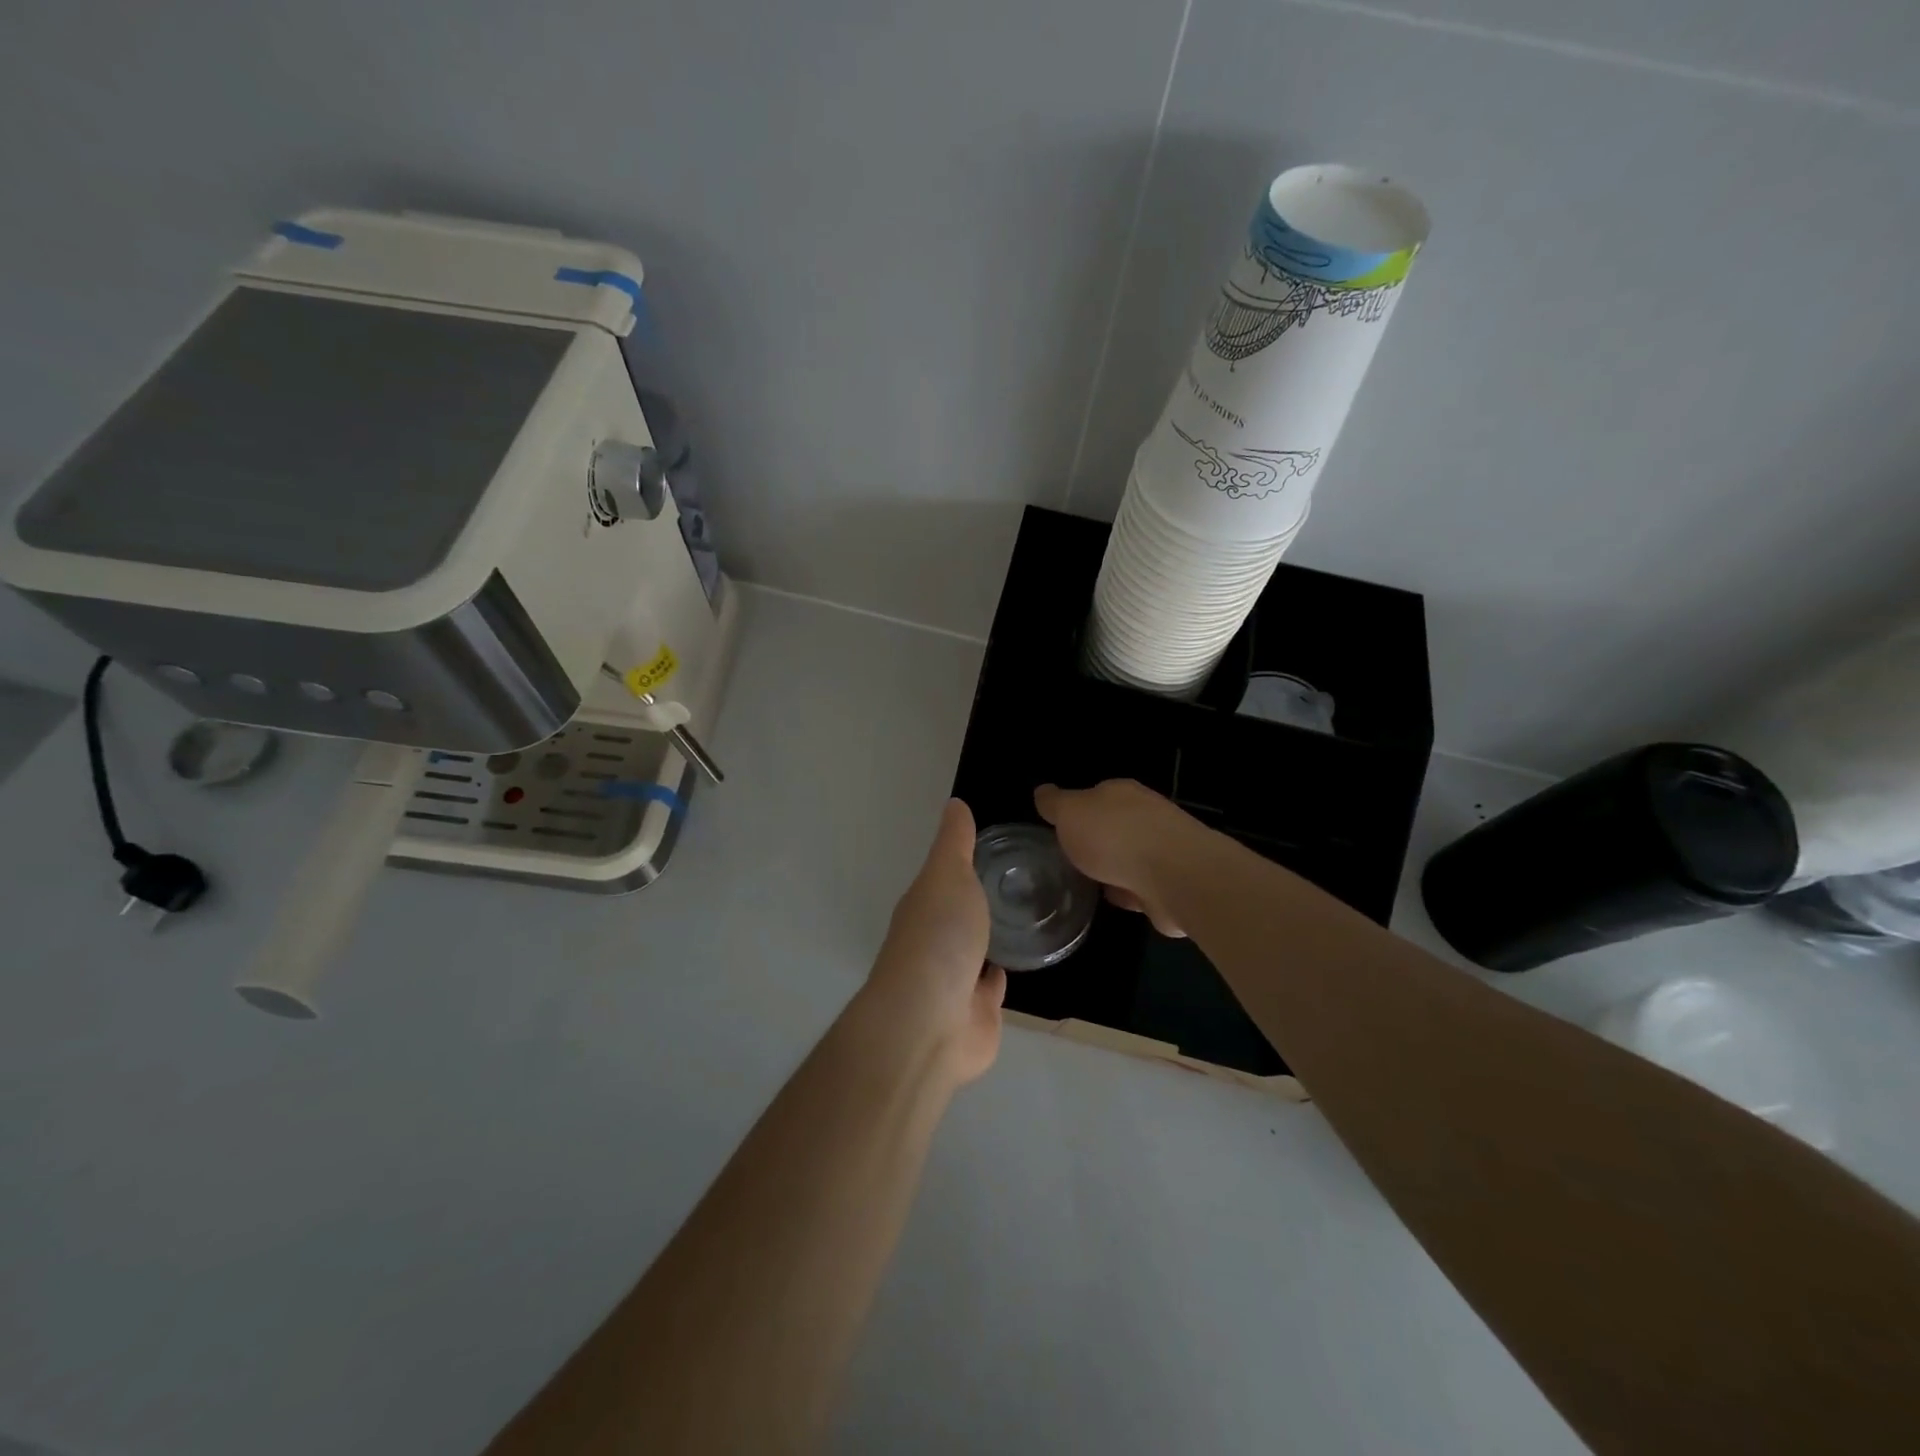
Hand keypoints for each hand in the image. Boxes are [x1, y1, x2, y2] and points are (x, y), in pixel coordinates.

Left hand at [858, 799, 1003, 1084]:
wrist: (931, 1023)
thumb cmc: (939, 938)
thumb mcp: (948, 875)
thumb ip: (955, 843)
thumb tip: (954, 803)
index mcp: (924, 906)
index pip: (944, 878)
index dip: (963, 863)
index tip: (994, 847)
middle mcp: (935, 941)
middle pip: (958, 915)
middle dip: (978, 902)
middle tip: (1020, 881)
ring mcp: (954, 980)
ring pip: (975, 951)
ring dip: (991, 938)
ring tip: (1026, 917)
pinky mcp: (976, 1013)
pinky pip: (990, 988)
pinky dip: (999, 976)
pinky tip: (1019, 961)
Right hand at [1034, 780, 1204, 937]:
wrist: (1174, 876)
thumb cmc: (1114, 837)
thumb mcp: (1070, 813)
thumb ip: (1055, 804)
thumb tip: (1042, 791)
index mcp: (1120, 793)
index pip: (1095, 795)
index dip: (1076, 810)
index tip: (1060, 829)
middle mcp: (1145, 815)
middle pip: (1114, 825)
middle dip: (1096, 840)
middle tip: (1070, 858)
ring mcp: (1162, 849)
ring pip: (1129, 856)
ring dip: (1113, 868)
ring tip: (1089, 882)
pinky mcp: (1171, 882)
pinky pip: (1141, 885)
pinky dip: (1129, 893)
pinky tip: (1115, 901)